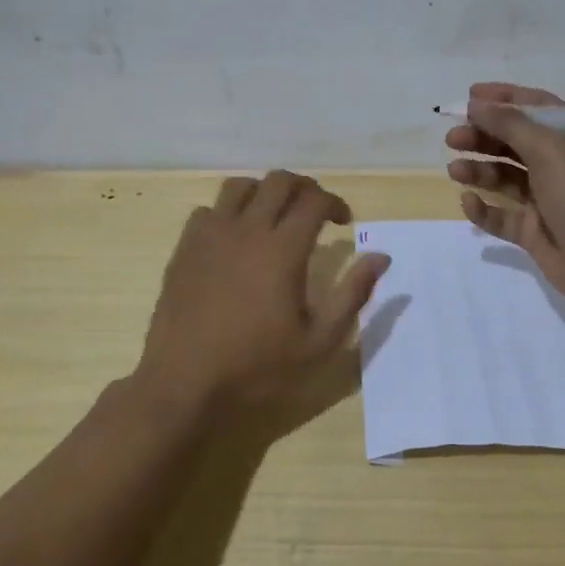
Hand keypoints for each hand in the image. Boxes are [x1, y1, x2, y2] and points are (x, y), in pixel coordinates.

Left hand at [136, 171, 390, 418]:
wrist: (183, 383)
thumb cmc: (256, 366)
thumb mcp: (318, 341)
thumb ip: (352, 294)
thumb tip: (381, 256)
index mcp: (283, 249)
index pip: (315, 201)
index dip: (335, 203)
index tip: (344, 223)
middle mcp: (247, 230)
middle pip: (279, 181)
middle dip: (305, 187)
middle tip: (316, 211)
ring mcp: (210, 236)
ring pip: (240, 186)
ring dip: (265, 192)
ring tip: (275, 215)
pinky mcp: (185, 248)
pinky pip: (208, 210)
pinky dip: (229, 212)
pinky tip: (234, 238)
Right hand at [445, 82, 564, 310]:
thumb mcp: (549, 150)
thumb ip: (510, 123)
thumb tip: (476, 104)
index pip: (537, 107)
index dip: (504, 98)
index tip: (468, 97)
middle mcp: (562, 164)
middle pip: (515, 141)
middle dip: (483, 136)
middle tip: (452, 138)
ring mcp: (547, 199)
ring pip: (505, 177)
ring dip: (479, 170)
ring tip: (454, 170)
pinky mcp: (534, 230)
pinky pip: (502, 215)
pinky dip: (484, 208)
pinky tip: (468, 202)